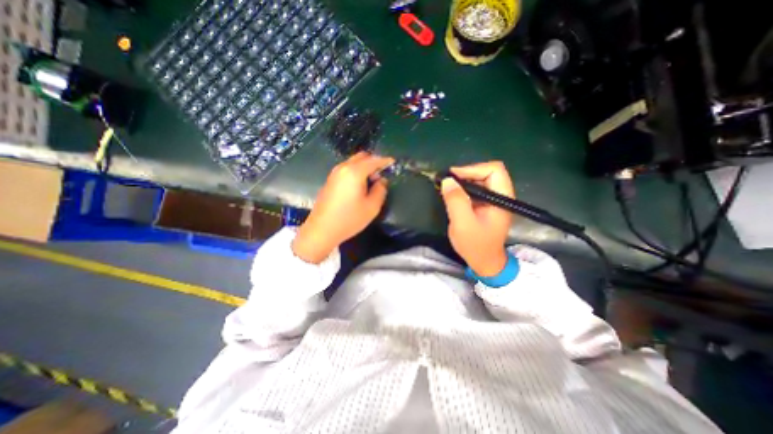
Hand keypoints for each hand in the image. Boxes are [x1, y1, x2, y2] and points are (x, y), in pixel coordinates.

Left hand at [294, 152, 393, 262]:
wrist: (321, 229)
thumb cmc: (349, 219)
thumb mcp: (372, 207)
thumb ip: (380, 190)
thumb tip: (381, 181)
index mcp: (354, 172)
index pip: (373, 160)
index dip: (385, 160)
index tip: (393, 162)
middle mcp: (343, 168)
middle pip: (362, 156)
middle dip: (373, 162)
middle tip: (381, 176)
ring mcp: (334, 173)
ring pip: (353, 162)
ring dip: (364, 167)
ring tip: (371, 183)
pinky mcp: (330, 180)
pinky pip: (346, 169)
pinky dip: (356, 171)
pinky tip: (359, 186)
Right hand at [437, 161, 514, 276]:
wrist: (484, 262)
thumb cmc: (475, 245)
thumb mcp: (463, 223)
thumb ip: (456, 201)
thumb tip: (447, 180)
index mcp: (502, 199)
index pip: (494, 170)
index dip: (473, 169)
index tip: (453, 176)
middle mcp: (501, 196)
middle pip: (488, 172)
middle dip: (467, 173)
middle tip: (448, 181)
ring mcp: (494, 200)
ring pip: (481, 179)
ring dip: (464, 180)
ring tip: (448, 186)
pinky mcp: (486, 205)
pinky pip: (477, 189)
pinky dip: (464, 188)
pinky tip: (454, 194)